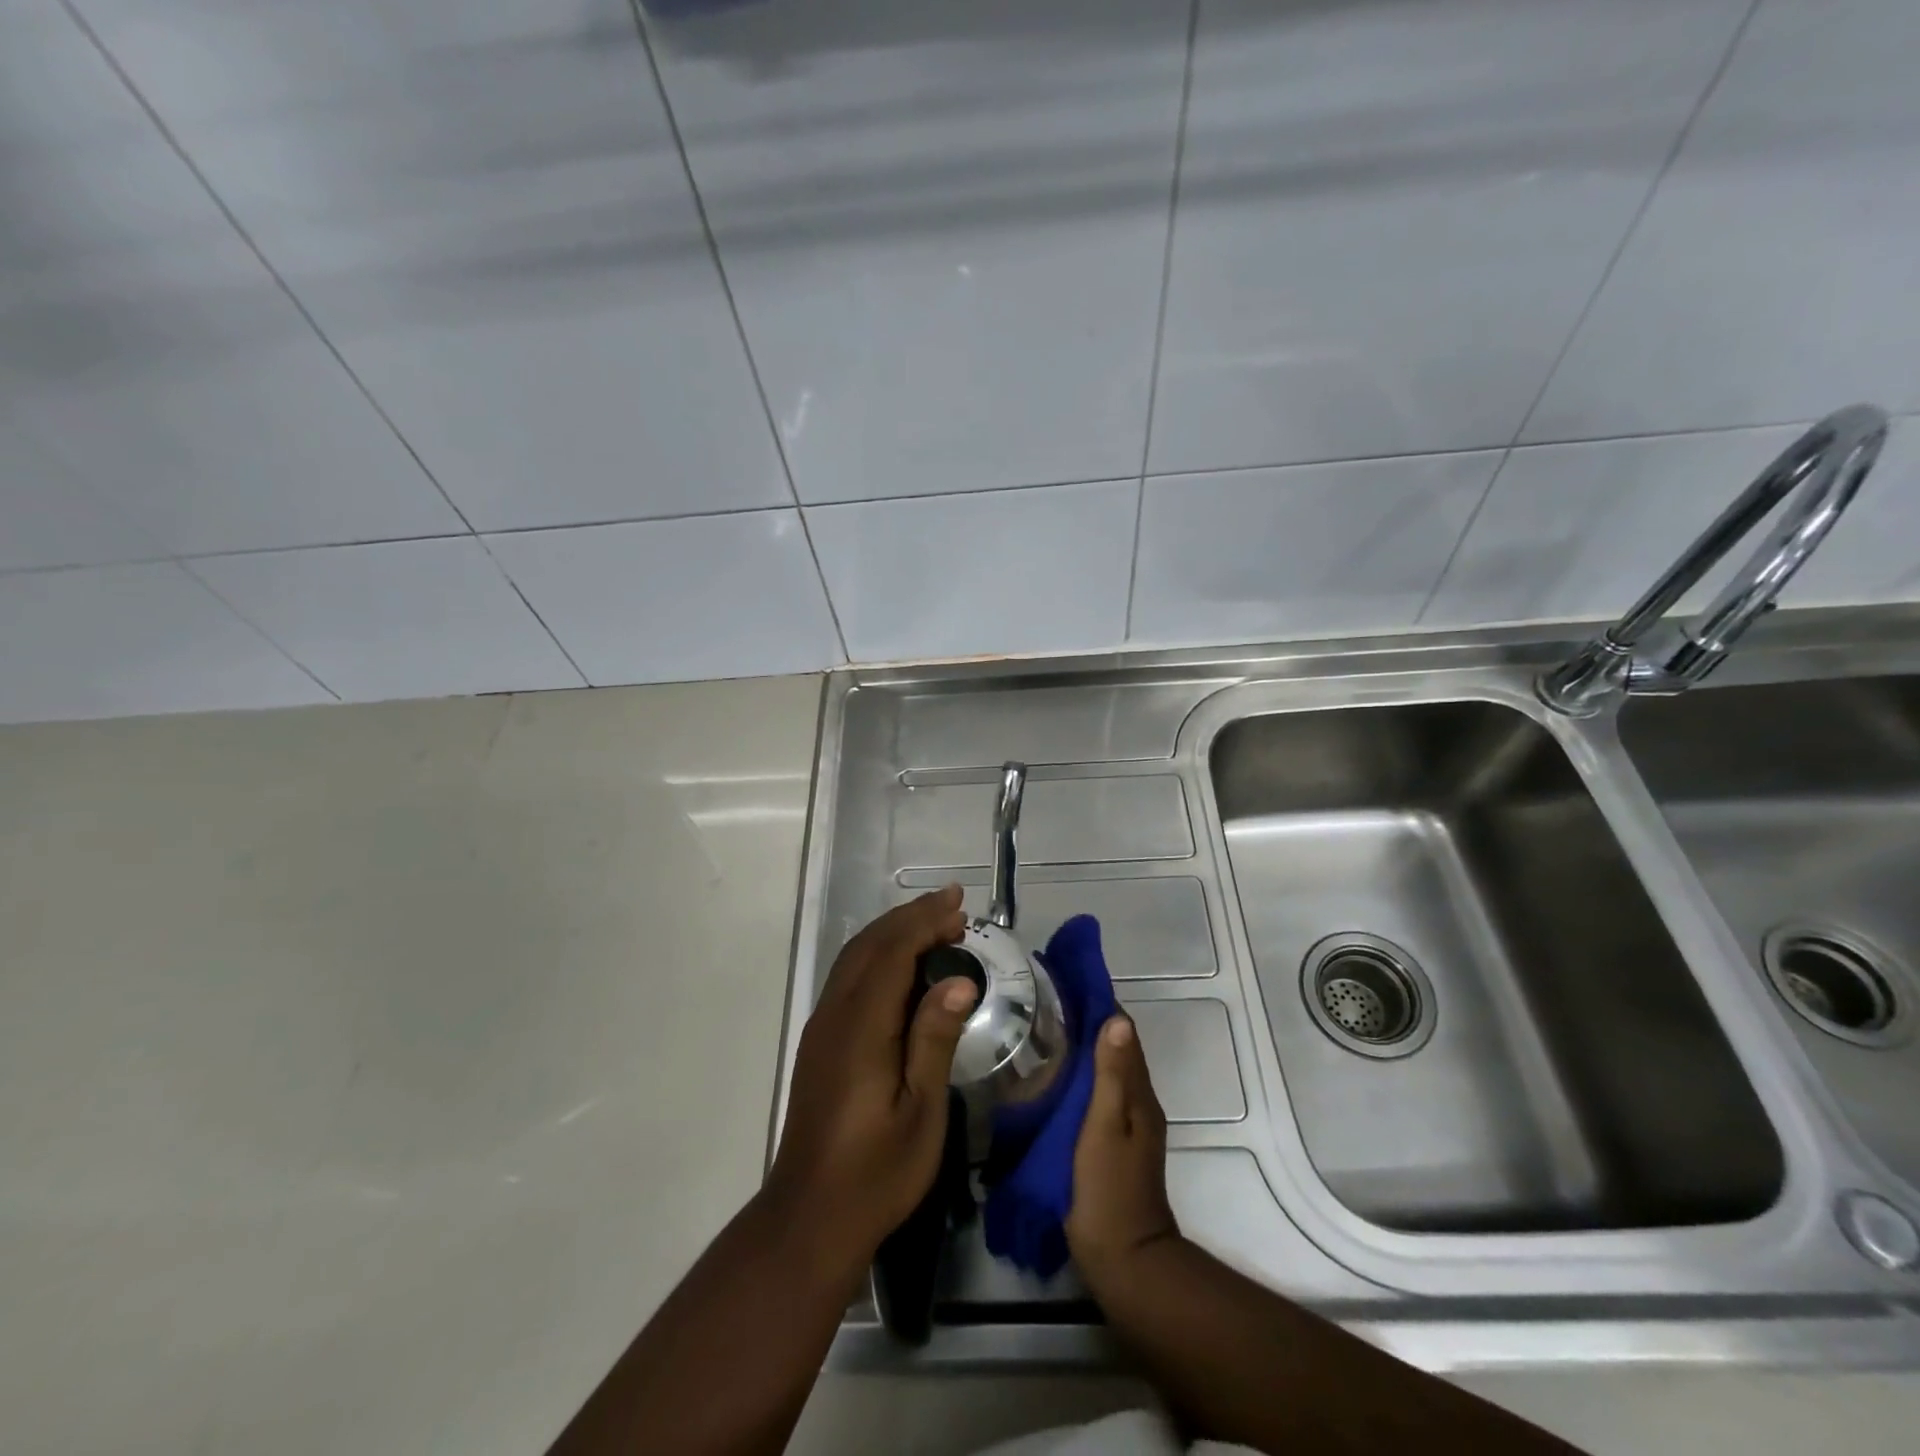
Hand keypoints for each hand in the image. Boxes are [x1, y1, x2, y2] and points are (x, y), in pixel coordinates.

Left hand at [764, 886, 978, 1268]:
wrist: (810, 1216)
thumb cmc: (876, 1171)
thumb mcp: (920, 1111)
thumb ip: (934, 1039)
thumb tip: (958, 981)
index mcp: (860, 1027)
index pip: (893, 953)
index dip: (924, 921)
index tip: (958, 904)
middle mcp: (835, 1015)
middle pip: (870, 945)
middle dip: (911, 918)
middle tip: (953, 907)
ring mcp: (822, 1027)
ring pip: (855, 958)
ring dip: (894, 933)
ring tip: (934, 926)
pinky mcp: (820, 1042)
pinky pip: (849, 978)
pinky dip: (879, 955)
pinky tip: (903, 966)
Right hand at [1066, 1014, 1179, 1287]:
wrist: (1124, 1260)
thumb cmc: (1110, 1189)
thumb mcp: (1106, 1127)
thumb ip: (1112, 1076)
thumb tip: (1118, 1019)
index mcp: (1139, 1096)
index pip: (1124, 1036)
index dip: (1102, 1008)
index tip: (1071, 984)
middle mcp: (1138, 1104)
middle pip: (1116, 1052)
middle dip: (1089, 1025)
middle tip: (1048, 1003)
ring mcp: (1126, 1126)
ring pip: (1106, 1074)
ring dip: (1084, 1050)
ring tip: (1045, 1030)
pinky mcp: (1110, 1144)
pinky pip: (1097, 1096)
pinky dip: (1080, 1077)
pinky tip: (1054, 1077)